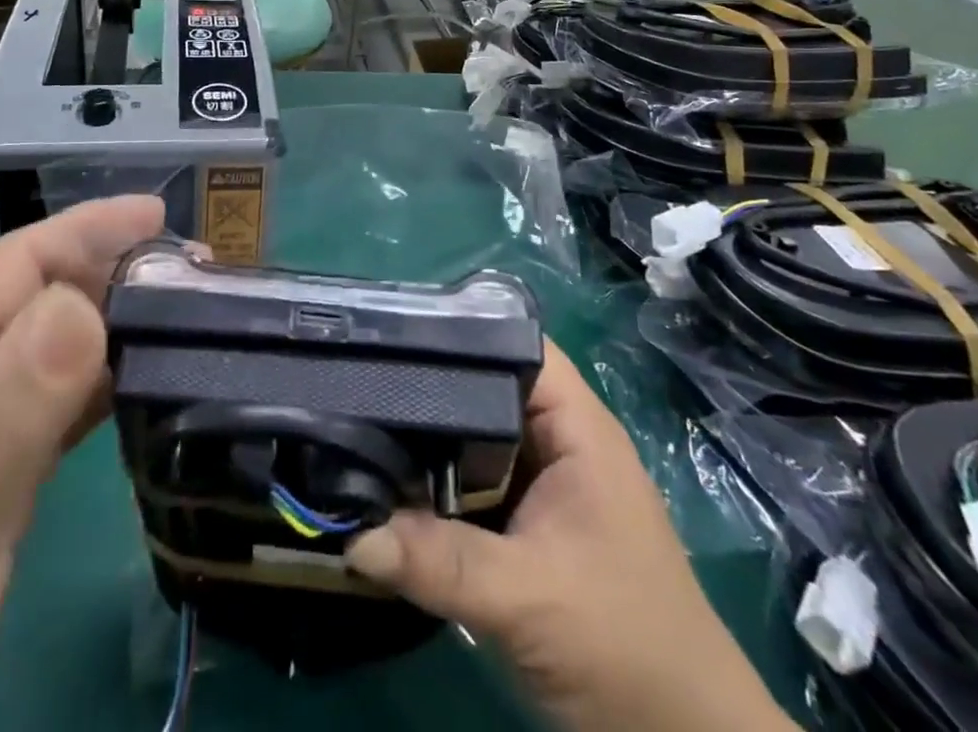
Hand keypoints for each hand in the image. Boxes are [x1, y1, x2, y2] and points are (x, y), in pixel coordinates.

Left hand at [0, 195, 166, 731]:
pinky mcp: (3, 475)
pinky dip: (111, 386)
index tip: (165, 216)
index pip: (28, 257)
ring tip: (191, 326)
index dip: (95, 227)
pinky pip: (69, 406)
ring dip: (123, 328)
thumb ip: (11, 399)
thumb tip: (84, 303)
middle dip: (121, 273)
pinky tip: (151, 393)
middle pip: (54, 294)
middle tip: (199, 278)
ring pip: (66, 349)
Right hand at [345, 341, 793, 731]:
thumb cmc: (626, 650)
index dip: (462, 327)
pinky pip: (469, 486)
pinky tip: (383, 482)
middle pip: (485, 388)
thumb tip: (352, 536)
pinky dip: (433, 484)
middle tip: (356, 377)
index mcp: (576, 427)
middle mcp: (557, 443)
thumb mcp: (531, 599)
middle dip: (427, 384)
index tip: (394, 330)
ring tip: (353, 418)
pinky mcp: (525, 529)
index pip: (517, 343)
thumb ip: (443, 562)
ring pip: (473, 440)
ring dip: (424, 439)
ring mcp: (541, 487)